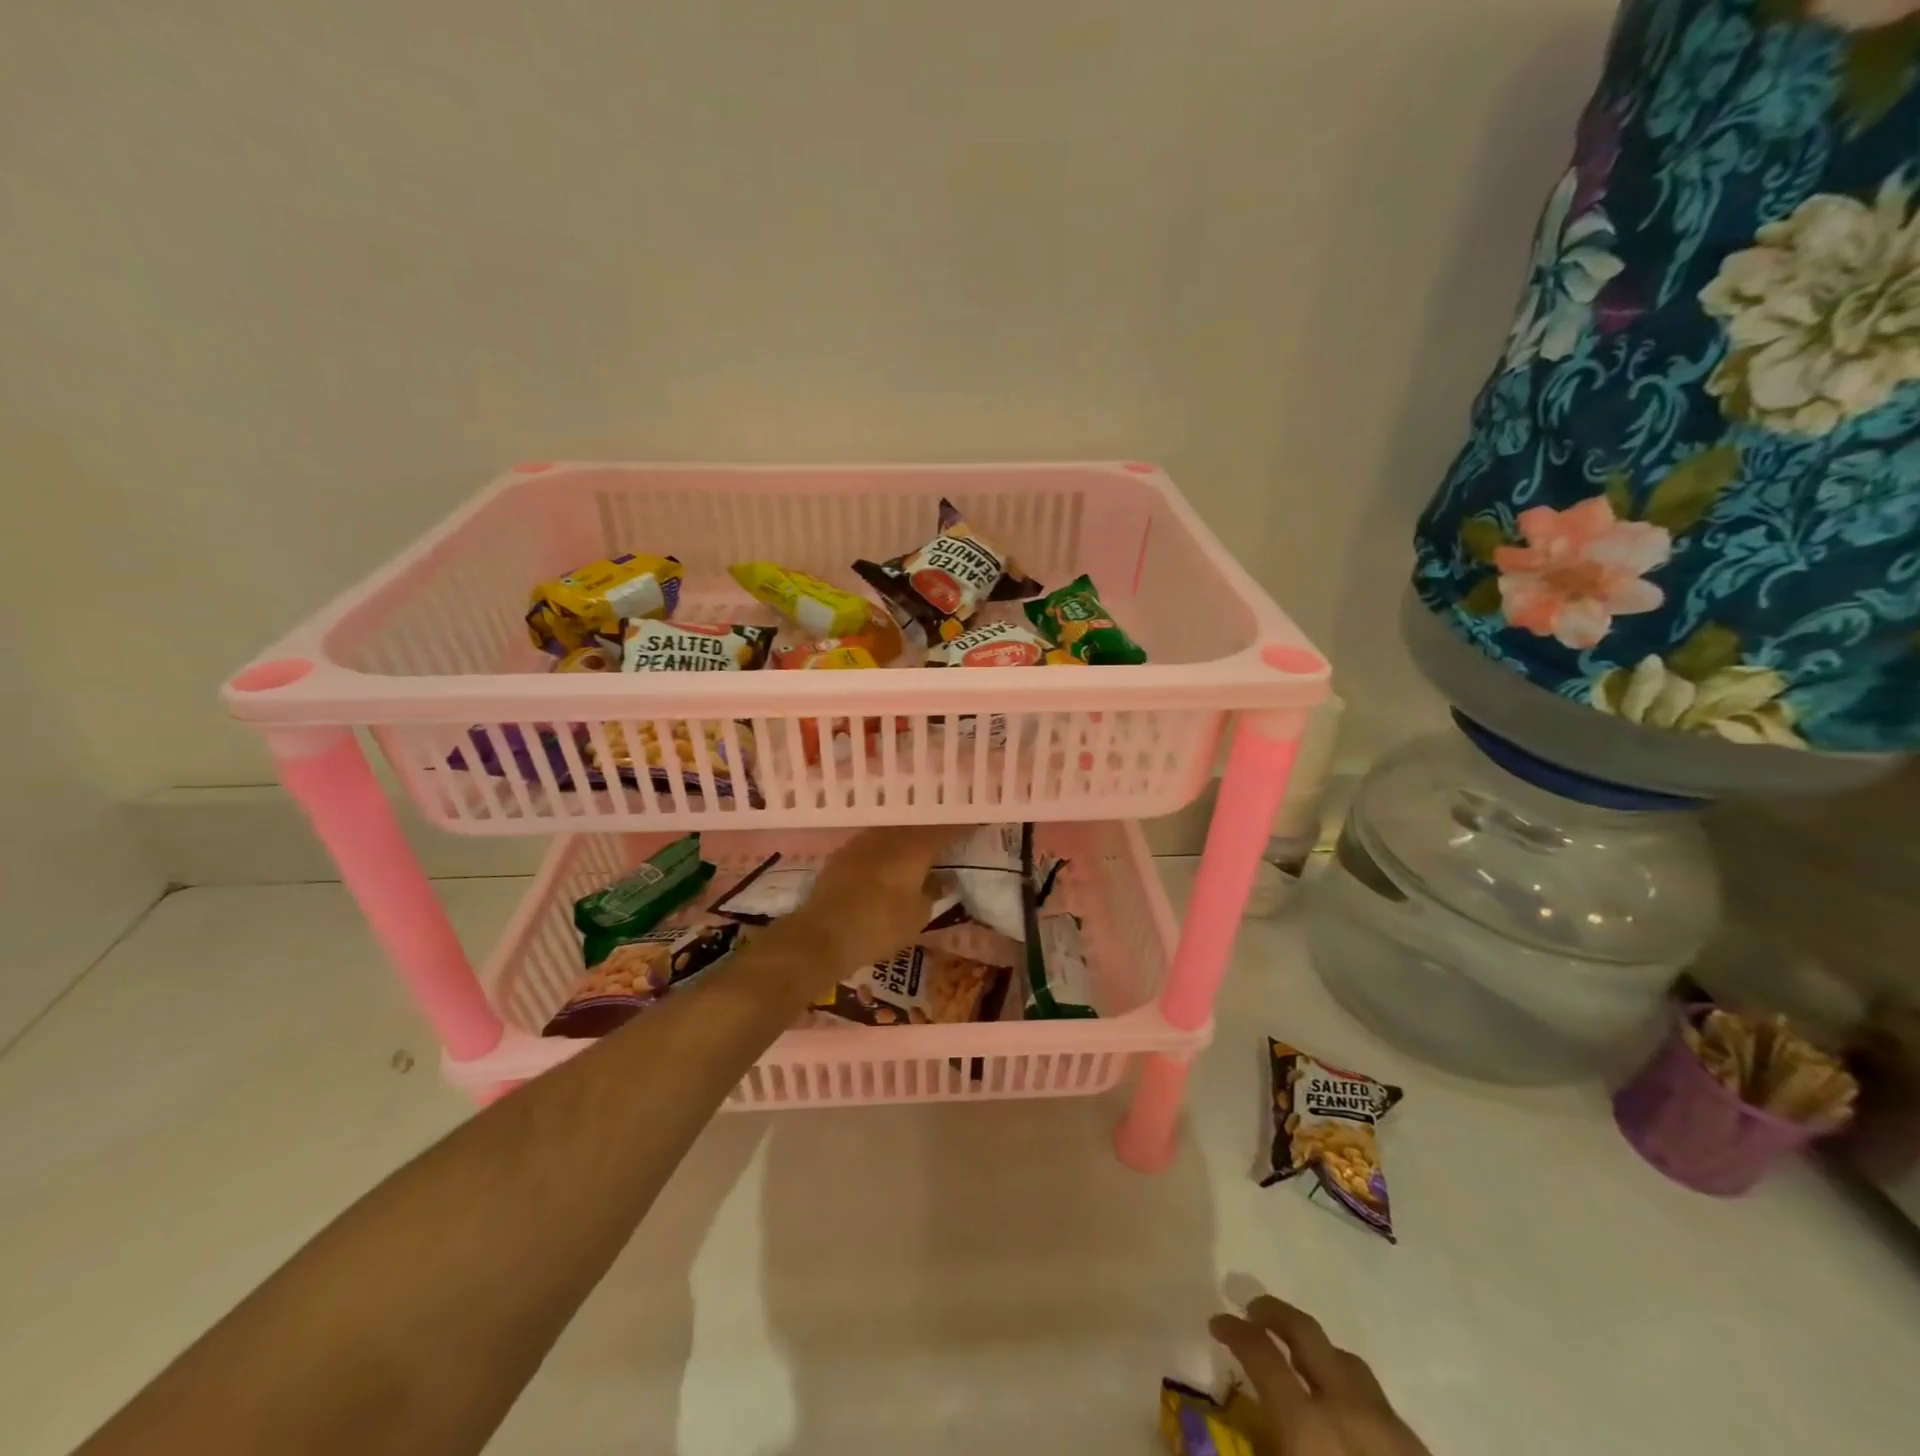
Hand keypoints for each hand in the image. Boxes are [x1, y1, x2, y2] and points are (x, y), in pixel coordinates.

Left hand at [776, 824, 959, 981]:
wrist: (821, 935)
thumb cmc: (878, 927)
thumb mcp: (917, 917)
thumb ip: (933, 893)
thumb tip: (941, 880)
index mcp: (913, 848)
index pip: (945, 830)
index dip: (962, 827)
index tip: (977, 823)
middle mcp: (888, 837)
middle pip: (917, 825)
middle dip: (934, 828)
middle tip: (950, 832)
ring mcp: (862, 843)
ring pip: (893, 831)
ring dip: (909, 836)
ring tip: (922, 844)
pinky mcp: (842, 855)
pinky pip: (874, 843)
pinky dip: (887, 848)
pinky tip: (890, 858)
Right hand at [1209, 1296, 1428, 1455]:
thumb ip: (1259, 1452)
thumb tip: (1212, 1446)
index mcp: (1307, 1426)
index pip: (1260, 1353)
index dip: (1233, 1330)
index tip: (1217, 1323)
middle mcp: (1346, 1409)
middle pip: (1306, 1332)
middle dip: (1274, 1312)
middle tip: (1252, 1312)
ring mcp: (1389, 1428)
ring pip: (1345, 1359)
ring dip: (1314, 1348)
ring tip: (1296, 1359)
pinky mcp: (1419, 1452)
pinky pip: (1375, 1398)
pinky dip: (1347, 1386)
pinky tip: (1343, 1415)